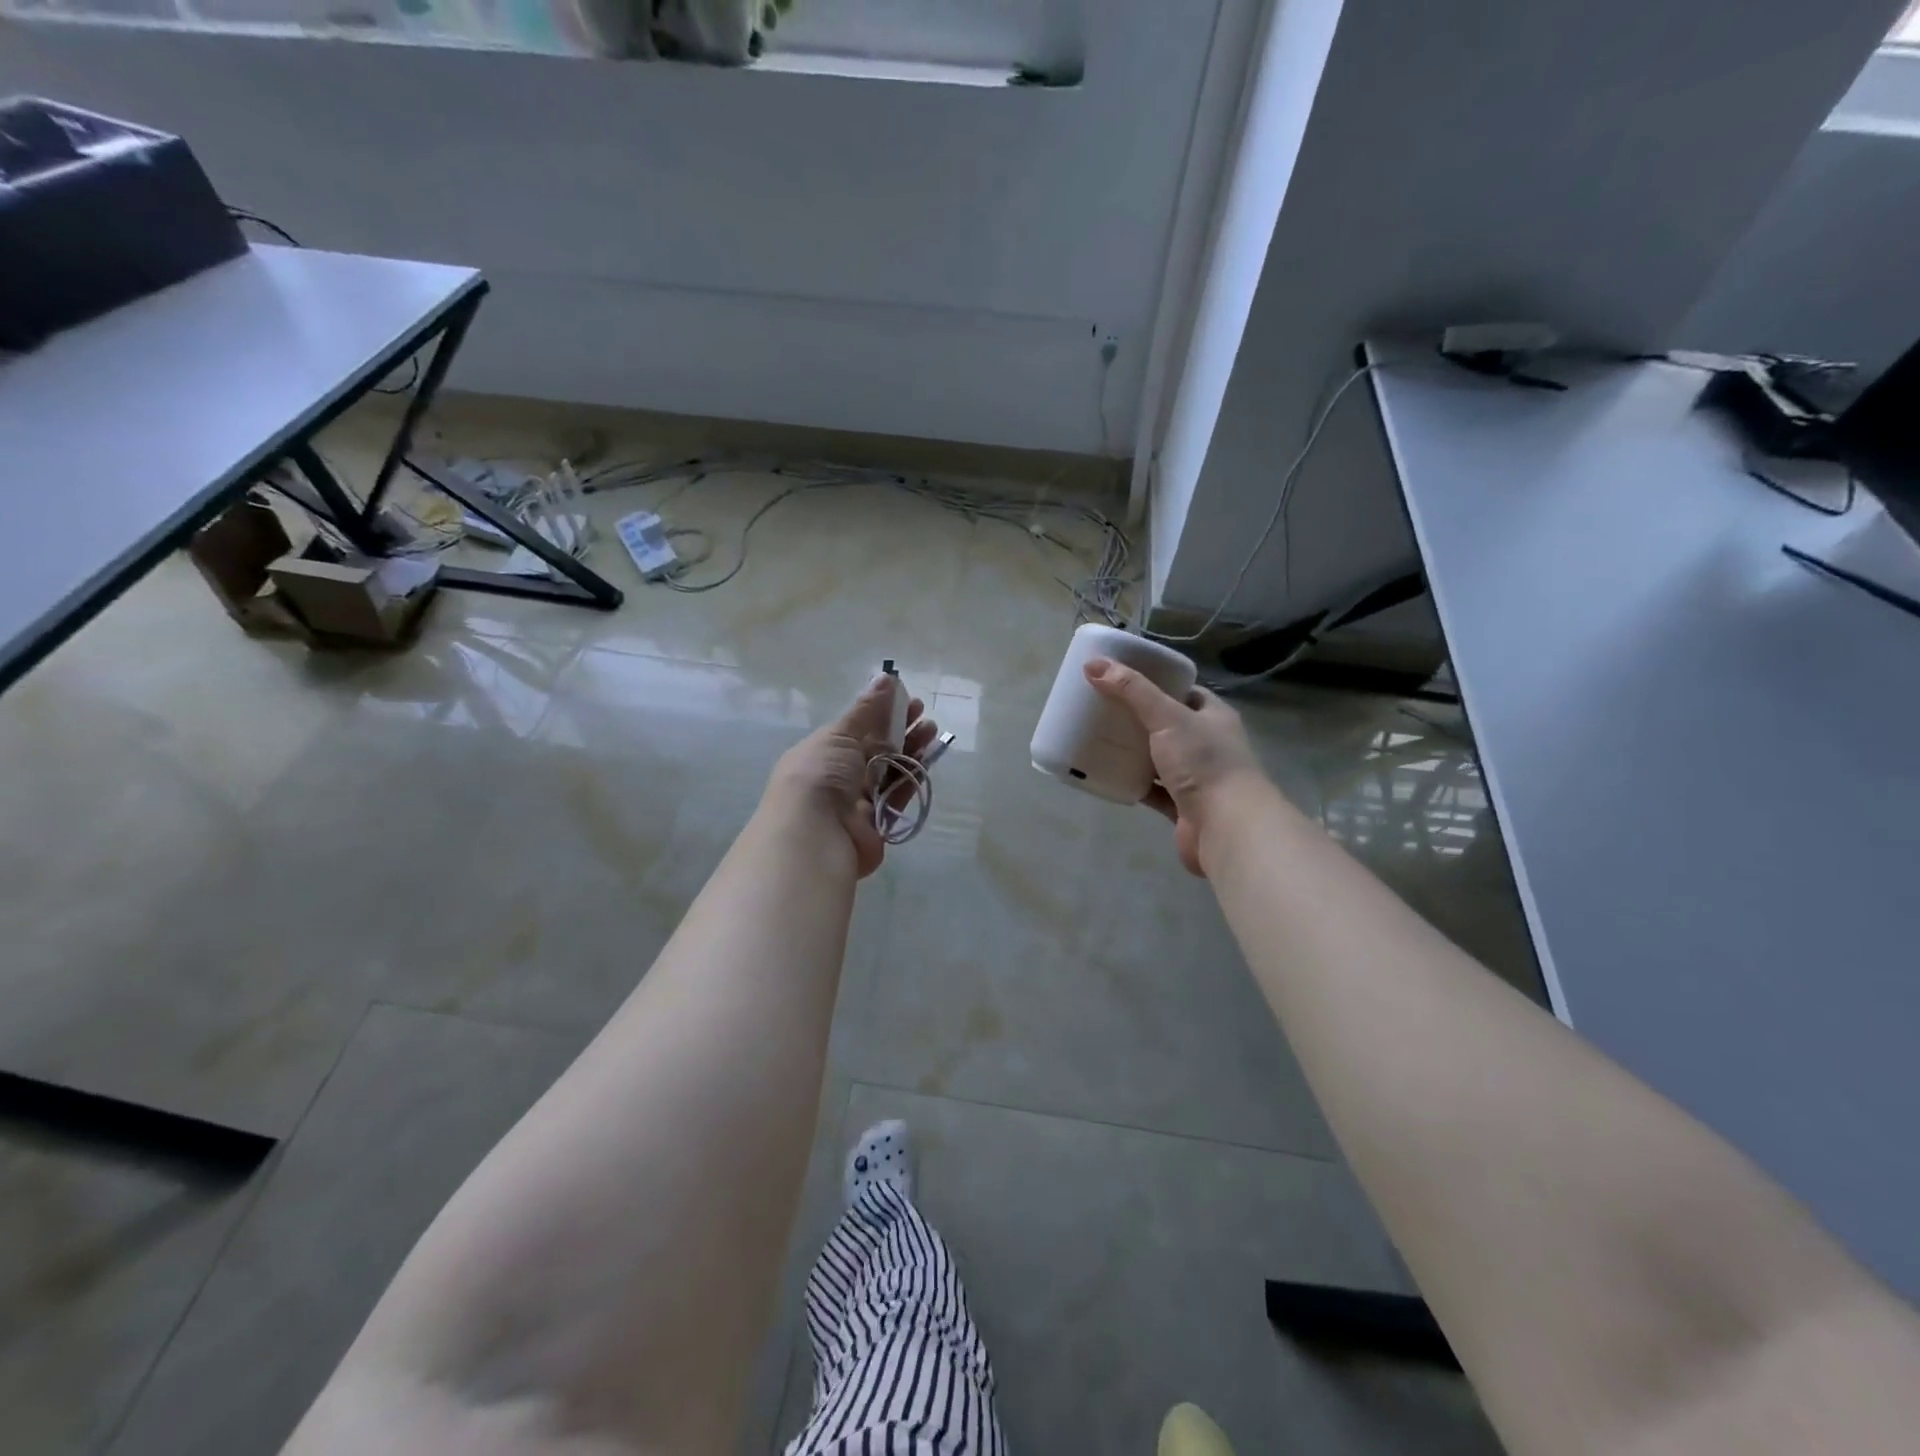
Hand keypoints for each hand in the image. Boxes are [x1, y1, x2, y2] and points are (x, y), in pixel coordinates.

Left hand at [766, 674, 937, 878]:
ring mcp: (858, 801)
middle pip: (876, 749)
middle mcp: (839, 776)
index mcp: (824, 752)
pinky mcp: (877, 823)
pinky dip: (913, 776)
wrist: (815, 834)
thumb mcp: (839, 734)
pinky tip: (929, 758)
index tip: (907, 700)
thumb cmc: (821, 774)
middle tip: (925, 717)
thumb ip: (866, 710)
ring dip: (911, 750)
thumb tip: (886, 677)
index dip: (882, 713)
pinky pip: (898, 795)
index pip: (857, 729)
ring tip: (932, 732)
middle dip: (901, 730)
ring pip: (890, 770)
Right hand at [1084, 657, 1265, 875]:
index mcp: (1213, 716)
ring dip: (1134, 752)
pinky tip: (1108, 775)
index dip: (1156, 683)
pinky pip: (1152, 790)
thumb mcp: (1167, 717)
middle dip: (1138, 718)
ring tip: (1099, 738)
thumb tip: (1093, 664)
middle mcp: (1208, 745)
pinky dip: (1132, 784)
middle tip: (1103, 708)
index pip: (1184, 692)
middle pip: (1168, 725)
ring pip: (1158, 759)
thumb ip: (1132, 691)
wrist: (1227, 827)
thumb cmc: (1204, 763)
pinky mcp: (1182, 807)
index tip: (1123, 678)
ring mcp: (1196, 778)